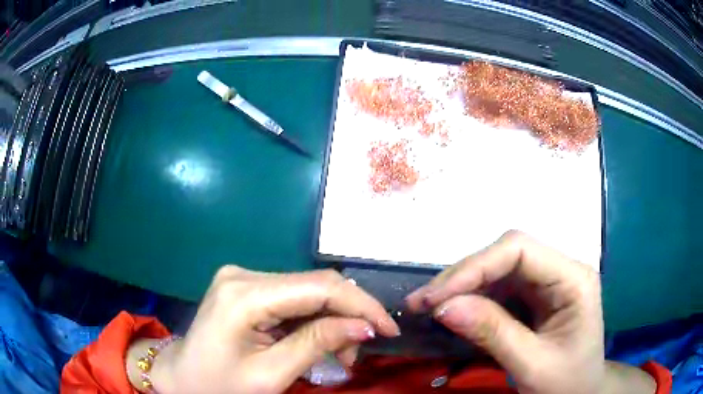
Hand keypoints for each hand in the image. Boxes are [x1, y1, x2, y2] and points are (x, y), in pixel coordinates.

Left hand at [148, 267, 399, 393]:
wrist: (181, 378)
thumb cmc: (219, 385)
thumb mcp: (270, 375)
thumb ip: (317, 345)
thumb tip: (366, 326)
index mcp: (244, 295)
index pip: (319, 287)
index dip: (361, 305)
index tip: (389, 330)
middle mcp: (244, 274)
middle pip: (315, 286)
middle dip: (348, 316)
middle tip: (359, 351)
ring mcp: (243, 277)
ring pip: (307, 292)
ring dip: (332, 320)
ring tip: (339, 353)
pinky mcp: (246, 287)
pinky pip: (292, 298)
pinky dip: (313, 320)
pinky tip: (317, 341)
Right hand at [406, 230, 605, 393]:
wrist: (580, 392)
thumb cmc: (566, 382)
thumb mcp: (532, 365)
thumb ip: (493, 334)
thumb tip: (443, 306)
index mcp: (573, 279)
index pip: (520, 251)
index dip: (475, 267)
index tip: (436, 296)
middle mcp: (560, 270)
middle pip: (506, 255)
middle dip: (462, 276)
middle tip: (422, 302)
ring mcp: (547, 282)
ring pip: (497, 269)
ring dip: (461, 287)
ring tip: (427, 306)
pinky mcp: (534, 297)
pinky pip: (498, 288)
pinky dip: (470, 298)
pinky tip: (452, 311)